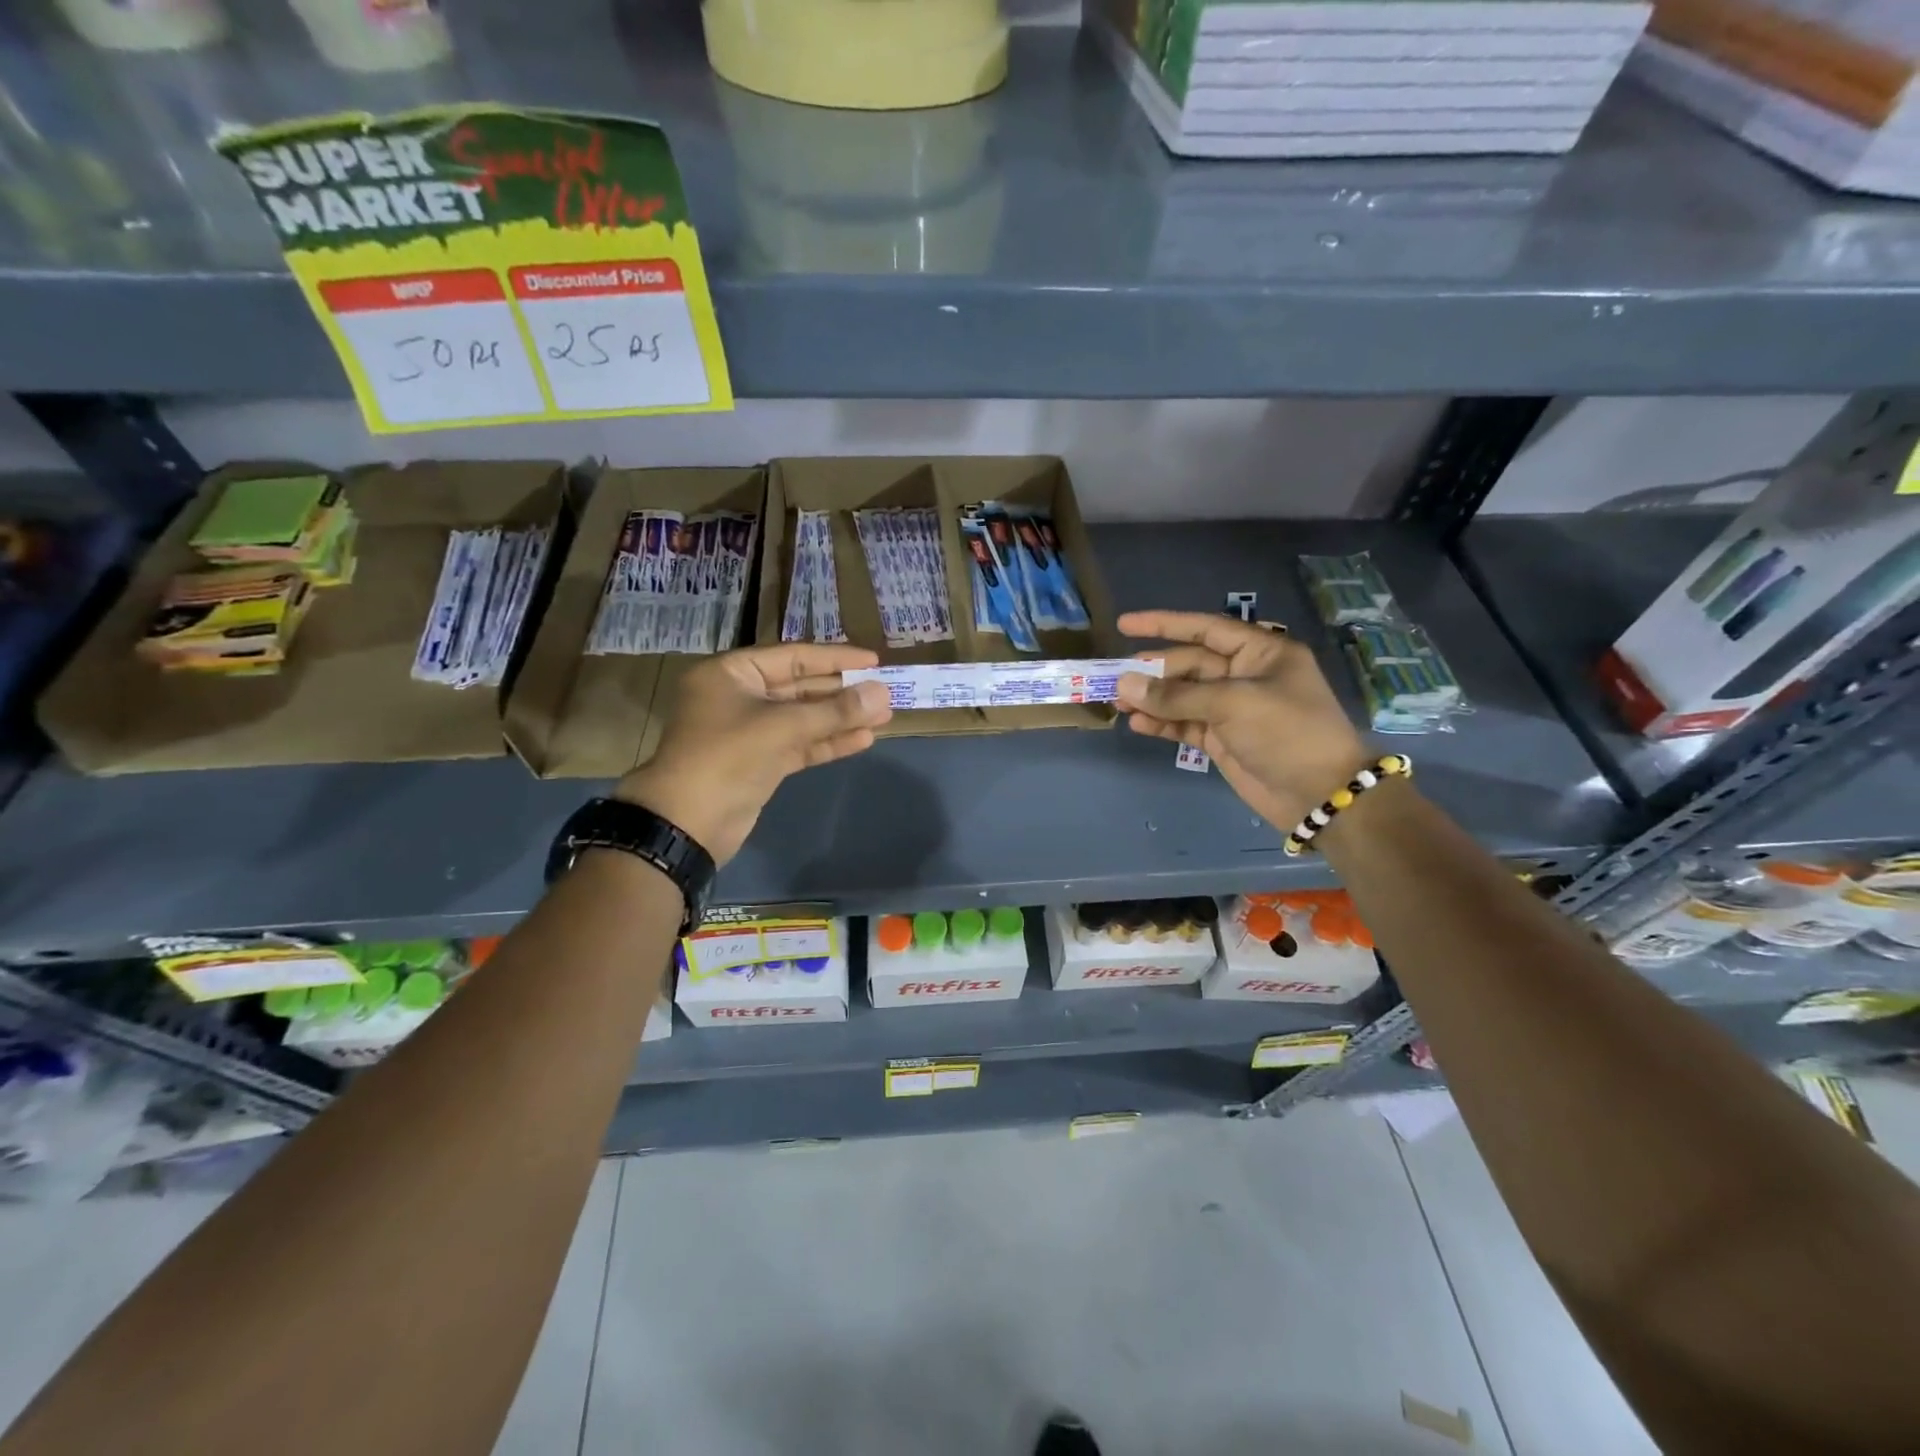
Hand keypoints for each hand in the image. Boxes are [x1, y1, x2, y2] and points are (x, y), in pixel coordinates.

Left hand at [615, 644, 891, 864]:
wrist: (687, 822)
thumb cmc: (727, 757)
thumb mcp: (782, 727)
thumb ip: (835, 710)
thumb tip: (882, 693)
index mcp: (732, 673)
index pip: (793, 656)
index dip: (835, 658)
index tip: (873, 660)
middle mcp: (740, 697)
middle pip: (800, 687)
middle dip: (843, 691)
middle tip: (885, 691)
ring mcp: (751, 732)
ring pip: (803, 719)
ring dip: (841, 718)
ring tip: (884, 716)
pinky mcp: (761, 762)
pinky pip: (800, 744)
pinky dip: (828, 742)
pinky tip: (863, 740)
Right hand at [1117, 610, 1371, 832]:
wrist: (1319, 793)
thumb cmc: (1286, 732)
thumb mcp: (1232, 704)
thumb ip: (1175, 695)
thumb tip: (1124, 685)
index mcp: (1260, 652)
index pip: (1205, 629)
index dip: (1164, 624)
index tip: (1125, 625)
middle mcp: (1245, 675)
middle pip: (1188, 664)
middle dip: (1152, 672)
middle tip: (1115, 681)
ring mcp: (1232, 709)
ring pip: (1182, 696)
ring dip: (1152, 700)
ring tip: (1119, 705)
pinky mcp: (1222, 739)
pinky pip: (1184, 724)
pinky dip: (1162, 724)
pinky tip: (1139, 725)